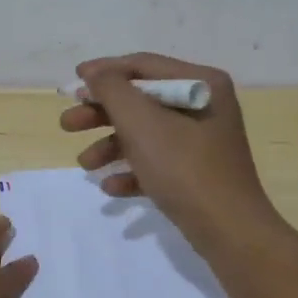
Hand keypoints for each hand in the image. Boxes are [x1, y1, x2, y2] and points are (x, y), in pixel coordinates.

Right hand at [61, 52, 279, 250]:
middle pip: (141, 100)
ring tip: (84, 164)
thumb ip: (112, 90)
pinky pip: (157, 162)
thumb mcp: (141, 122)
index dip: (104, 71)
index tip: (72, 81)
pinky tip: (110, 187)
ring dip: (111, 145)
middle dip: (101, 113)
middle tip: (67, 125)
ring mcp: (202, 141)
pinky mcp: (197, 173)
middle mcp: (205, 105)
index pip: (143, 65)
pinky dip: (132, 170)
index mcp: (201, 83)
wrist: (230, 232)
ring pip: (145, 133)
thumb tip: (95, 74)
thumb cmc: (184, 168)